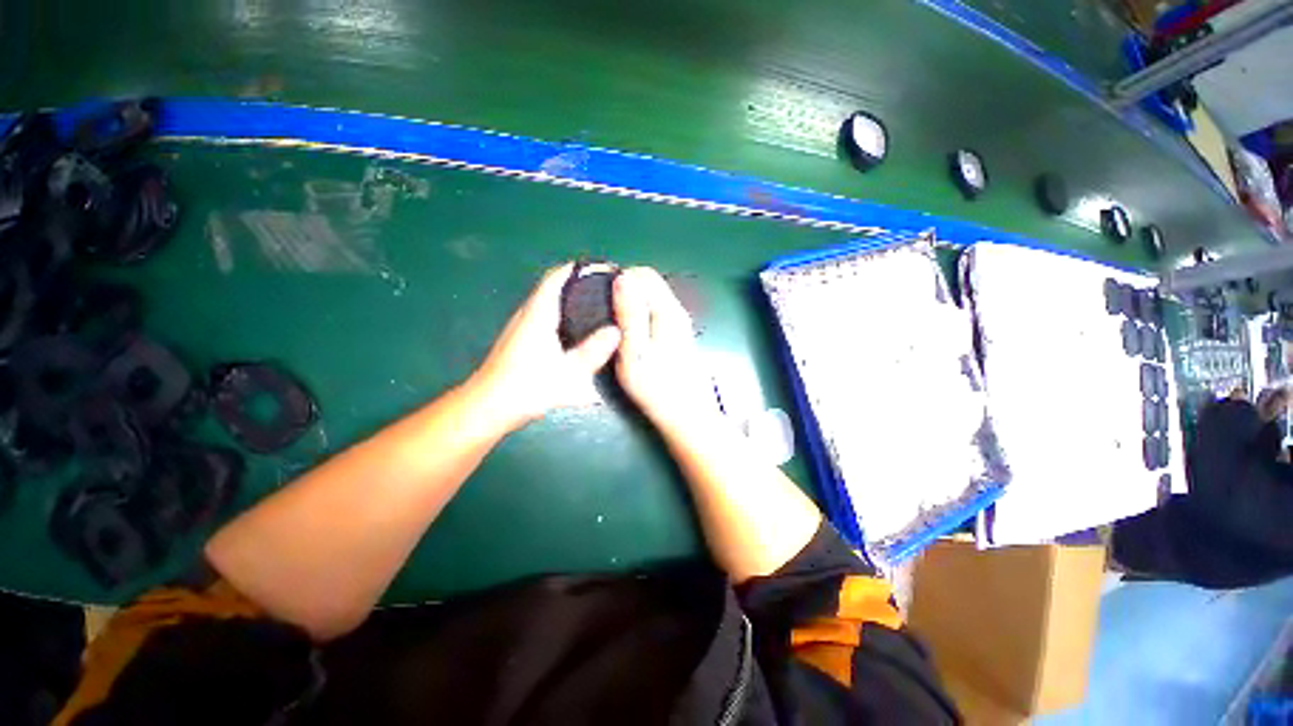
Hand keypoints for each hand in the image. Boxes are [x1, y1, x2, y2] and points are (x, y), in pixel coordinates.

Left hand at [470, 264, 621, 431]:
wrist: (486, 408)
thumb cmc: (525, 388)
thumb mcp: (567, 373)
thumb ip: (592, 352)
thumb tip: (617, 331)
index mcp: (538, 314)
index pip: (557, 277)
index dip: (580, 269)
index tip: (605, 270)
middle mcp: (528, 314)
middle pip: (555, 287)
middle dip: (582, 283)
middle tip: (610, 291)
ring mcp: (522, 326)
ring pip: (551, 302)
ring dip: (573, 299)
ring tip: (601, 307)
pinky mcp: (521, 340)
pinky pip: (548, 316)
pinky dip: (565, 314)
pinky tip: (580, 331)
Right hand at [613, 267, 721, 437]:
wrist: (687, 415)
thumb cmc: (657, 387)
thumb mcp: (635, 351)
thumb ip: (630, 314)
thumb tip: (622, 278)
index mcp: (668, 311)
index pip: (645, 274)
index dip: (621, 277)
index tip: (601, 294)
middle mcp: (677, 311)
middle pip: (650, 283)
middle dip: (626, 288)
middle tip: (604, 310)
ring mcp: (680, 324)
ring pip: (653, 297)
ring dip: (632, 301)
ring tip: (613, 321)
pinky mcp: (679, 336)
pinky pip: (656, 311)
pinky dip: (640, 313)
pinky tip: (630, 333)